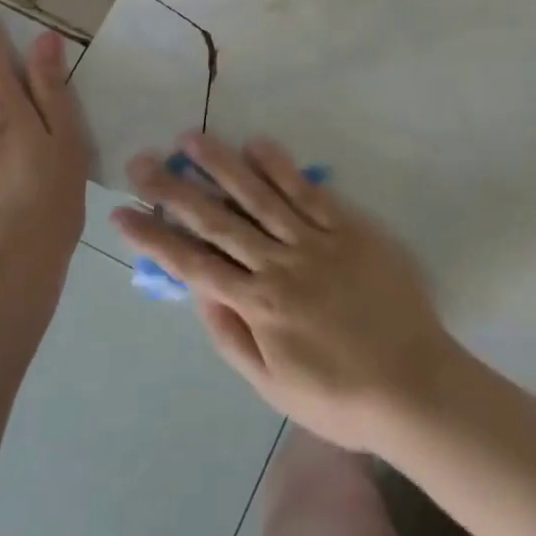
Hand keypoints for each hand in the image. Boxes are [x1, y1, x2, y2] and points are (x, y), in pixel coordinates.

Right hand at [112, 134, 457, 451]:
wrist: (411, 383)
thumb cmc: (338, 396)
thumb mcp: (272, 386)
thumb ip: (232, 336)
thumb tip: (198, 292)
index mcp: (257, 305)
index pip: (193, 264)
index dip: (155, 238)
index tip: (124, 213)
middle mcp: (278, 264)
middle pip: (218, 220)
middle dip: (175, 190)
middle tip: (143, 162)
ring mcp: (315, 240)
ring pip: (259, 195)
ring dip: (222, 165)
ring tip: (192, 140)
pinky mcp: (348, 226)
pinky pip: (309, 192)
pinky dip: (281, 167)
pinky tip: (258, 145)